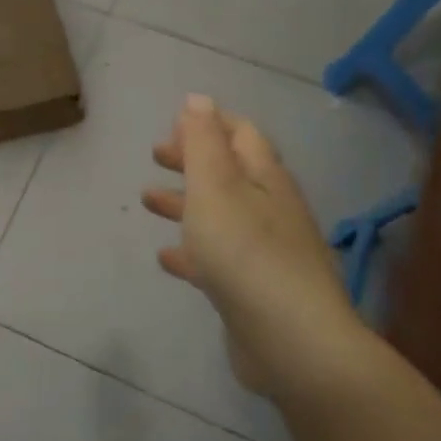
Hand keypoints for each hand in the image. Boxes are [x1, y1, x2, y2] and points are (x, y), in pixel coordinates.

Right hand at [143, 95, 356, 394]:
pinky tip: (166, 258)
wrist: (291, 342)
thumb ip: (203, 142)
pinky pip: (217, 258)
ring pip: (220, 215)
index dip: (209, 123)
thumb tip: (198, 98)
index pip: (241, 134)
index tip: (173, 124)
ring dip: (185, 202)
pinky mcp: (254, 289)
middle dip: (192, 160)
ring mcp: (265, 252)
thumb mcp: (216, 187)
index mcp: (265, 178)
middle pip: (229, 172)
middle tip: (155, 155)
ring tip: (148, 199)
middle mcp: (270, 209)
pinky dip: (191, 251)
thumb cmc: (245, 253)